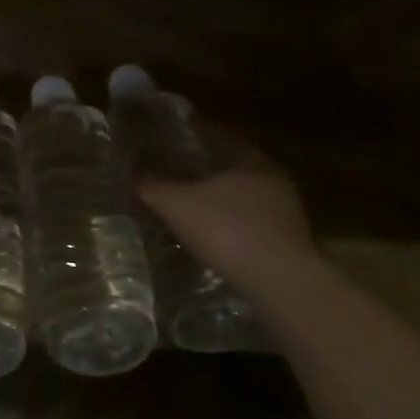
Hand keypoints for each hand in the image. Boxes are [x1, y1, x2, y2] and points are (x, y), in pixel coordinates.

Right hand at [137, 134, 318, 289]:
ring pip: (243, 198)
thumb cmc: (226, 229)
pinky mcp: (288, 242)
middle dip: (203, 171)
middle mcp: (273, 179)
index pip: (217, 137)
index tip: (168, 141)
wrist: (279, 281)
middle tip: (174, 174)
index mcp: (250, 159)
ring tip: (189, 208)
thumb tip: (131, 174)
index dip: (190, 137)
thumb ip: (151, 186)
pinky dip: (231, 226)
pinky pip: (251, 224)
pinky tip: (212, 237)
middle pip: (231, 168)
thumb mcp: (176, 204)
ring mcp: (285, 212)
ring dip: (219, 202)